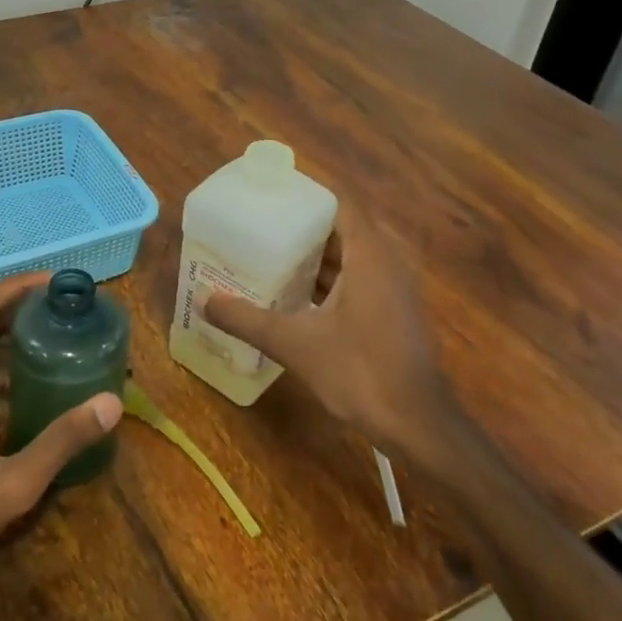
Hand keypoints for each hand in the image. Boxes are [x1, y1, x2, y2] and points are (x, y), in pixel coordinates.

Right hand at [204, 202, 453, 457]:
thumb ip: (247, 319)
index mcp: (371, 255)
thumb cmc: (359, 372)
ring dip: (319, 256)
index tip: (271, 198)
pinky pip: (362, 278)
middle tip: (264, 228)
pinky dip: (333, 279)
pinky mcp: (397, 312)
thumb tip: (204, 300)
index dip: (307, 197)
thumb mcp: (295, 344)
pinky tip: (300, 297)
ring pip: (355, 256)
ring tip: (274, 256)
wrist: (417, 423)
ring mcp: (397, 288)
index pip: (341, 204)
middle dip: (306, 227)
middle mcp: (389, 262)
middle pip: (345, 228)